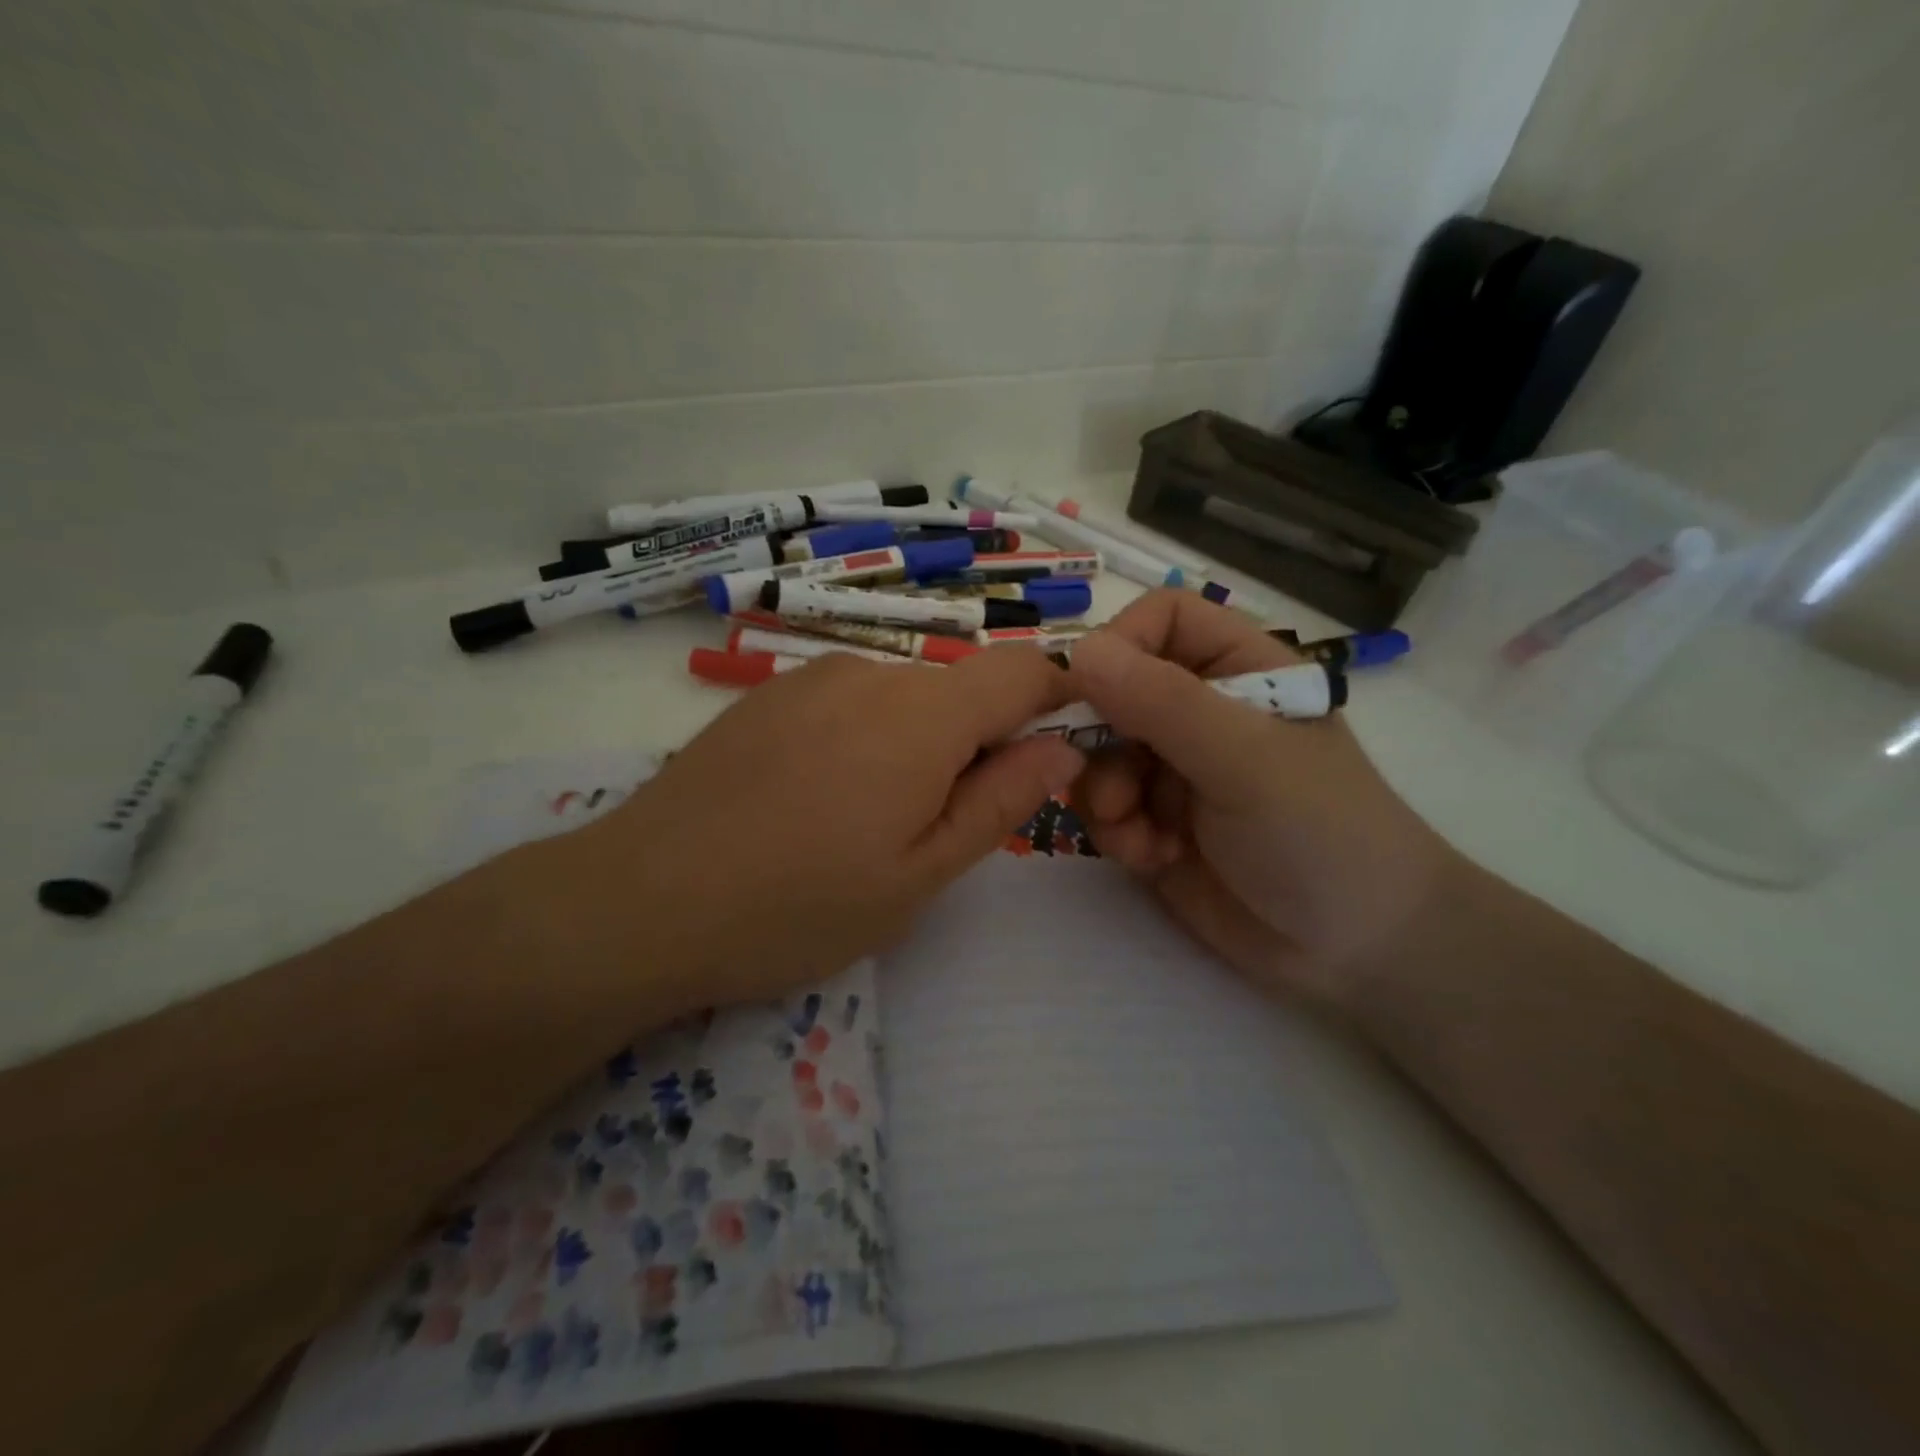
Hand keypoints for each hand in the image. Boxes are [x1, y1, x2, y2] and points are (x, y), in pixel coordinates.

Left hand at [551, 648, 1081, 1009]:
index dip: (1057, 698)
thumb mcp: (920, 875)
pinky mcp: (769, 695)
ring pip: (903, 699)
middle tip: (937, 830)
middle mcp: (872, 674)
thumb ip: (1000, 802)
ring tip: (864, 826)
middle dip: (976, 745)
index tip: (1055, 751)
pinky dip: (865, 740)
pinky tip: (814, 803)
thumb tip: (1061, 748)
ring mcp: (812, 678)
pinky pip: (849, 703)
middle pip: (960, 690)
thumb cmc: (799, 904)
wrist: (642, 899)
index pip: (1023, 670)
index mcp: (924, 716)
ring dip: (916, 747)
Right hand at [1067, 591, 1462, 1006]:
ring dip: (1104, 794)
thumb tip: (1079, 650)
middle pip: (1112, 690)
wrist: (1357, 949)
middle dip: (1097, 737)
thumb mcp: (1245, 760)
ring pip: (1096, 754)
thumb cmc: (1320, 831)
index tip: (1089, 690)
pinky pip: (1104, 808)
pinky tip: (1153, 859)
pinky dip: (1116, 832)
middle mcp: (1197, 712)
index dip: (1119, 641)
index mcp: (1237, 671)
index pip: (1161, 620)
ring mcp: (1172, 770)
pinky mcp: (1153, 824)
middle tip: (1105, 778)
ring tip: (1137, 832)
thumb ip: (1163, 703)